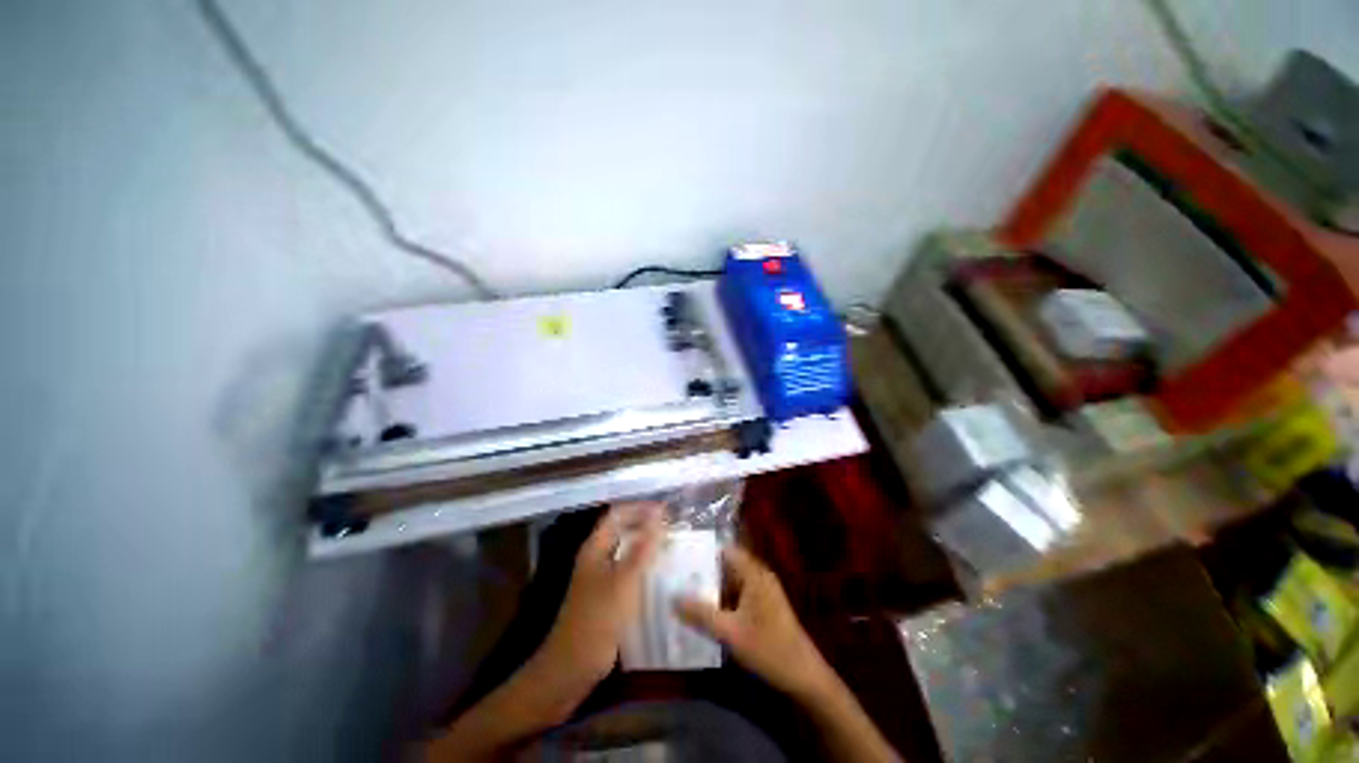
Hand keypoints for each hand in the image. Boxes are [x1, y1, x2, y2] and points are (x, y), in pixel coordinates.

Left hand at [539, 502, 664, 685]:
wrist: (573, 666)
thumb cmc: (598, 618)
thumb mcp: (624, 580)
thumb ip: (642, 547)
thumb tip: (659, 515)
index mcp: (595, 546)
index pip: (618, 514)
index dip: (641, 508)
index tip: (667, 511)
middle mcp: (598, 556)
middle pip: (623, 530)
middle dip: (647, 525)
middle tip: (674, 528)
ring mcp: (602, 577)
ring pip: (628, 551)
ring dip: (648, 546)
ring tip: (673, 546)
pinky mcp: (609, 595)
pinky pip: (630, 571)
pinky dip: (646, 567)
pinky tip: (663, 573)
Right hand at [675, 545, 834, 698]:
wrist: (804, 677)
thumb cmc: (768, 649)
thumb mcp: (730, 633)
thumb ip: (701, 614)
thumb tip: (673, 597)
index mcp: (754, 573)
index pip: (725, 550)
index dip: (703, 551)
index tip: (679, 556)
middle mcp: (759, 576)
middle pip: (726, 565)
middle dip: (703, 571)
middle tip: (675, 575)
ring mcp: (762, 591)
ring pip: (731, 581)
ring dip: (711, 587)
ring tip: (683, 590)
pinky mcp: (763, 607)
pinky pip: (738, 594)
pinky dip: (722, 599)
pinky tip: (704, 611)